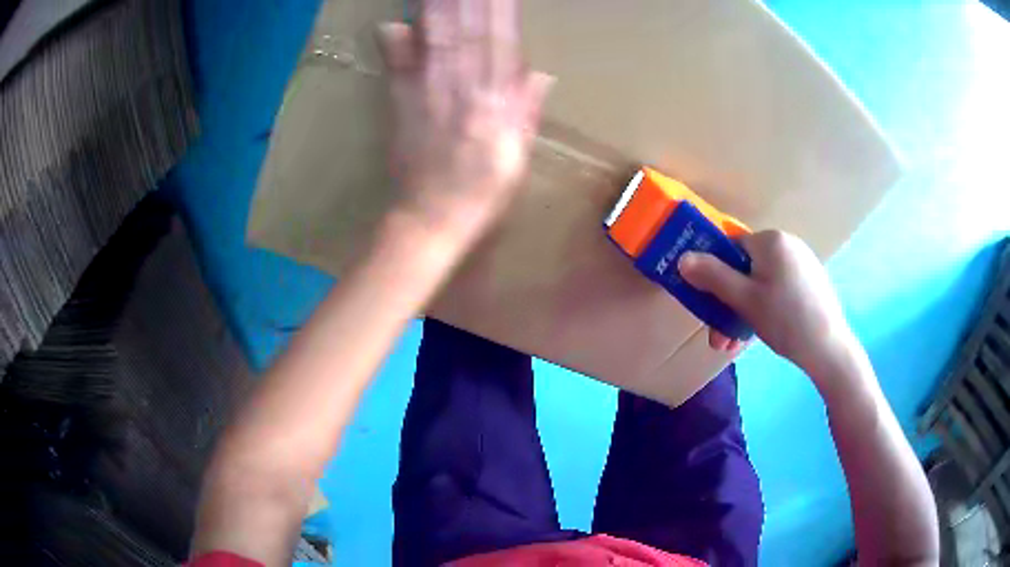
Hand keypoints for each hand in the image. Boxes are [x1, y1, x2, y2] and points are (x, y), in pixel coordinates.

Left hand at [379, 0, 552, 239]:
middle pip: (468, 32)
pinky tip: (393, 21)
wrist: (431, 219)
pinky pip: (398, 67)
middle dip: (470, 2)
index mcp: (497, 104)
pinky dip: (396, 42)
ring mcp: (428, 94)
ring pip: (437, 40)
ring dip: (439, 9)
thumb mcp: (518, 157)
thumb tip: (543, 73)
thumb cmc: (482, 193)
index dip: (501, 12)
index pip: (502, 44)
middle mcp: (464, 90)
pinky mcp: (400, 104)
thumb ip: (527, 112)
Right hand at [679, 231, 858, 383]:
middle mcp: (787, 245)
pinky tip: (755, 337)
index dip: (714, 273)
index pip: (731, 247)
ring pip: (760, 284)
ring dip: (741, 313)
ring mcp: (801, 264)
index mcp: (771, 240)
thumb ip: (712, 277)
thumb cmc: (785, 320)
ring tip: (733, 346)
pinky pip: (777, 291)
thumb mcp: (744, 300)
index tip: (707, 302)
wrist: (829, 349)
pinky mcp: (809, 283)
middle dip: (727, 304)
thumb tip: (682, 258)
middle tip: (719, 335)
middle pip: (745, 269)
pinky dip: (762, 310)